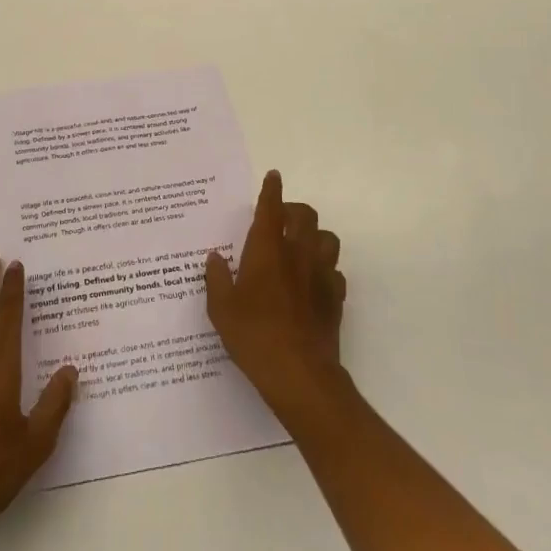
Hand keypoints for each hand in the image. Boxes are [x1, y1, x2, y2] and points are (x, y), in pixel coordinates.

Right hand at [205, 171, 346, 419]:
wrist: (299, 374)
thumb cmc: (253, 335)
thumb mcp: (221, 309)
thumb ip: (216, 279)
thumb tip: (215, 258)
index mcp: (266, 250)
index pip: (271, 208)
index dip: (272, 190)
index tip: (273, 176)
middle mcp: (297, 254)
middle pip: (305, 215)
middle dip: (293, 210)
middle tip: (278, 220)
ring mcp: (321, 275)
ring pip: (327, 238)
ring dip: (314, 236)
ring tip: (299, 247)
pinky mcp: (335, 298)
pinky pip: (335, 271)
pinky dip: (325, 270)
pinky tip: (312, 283)